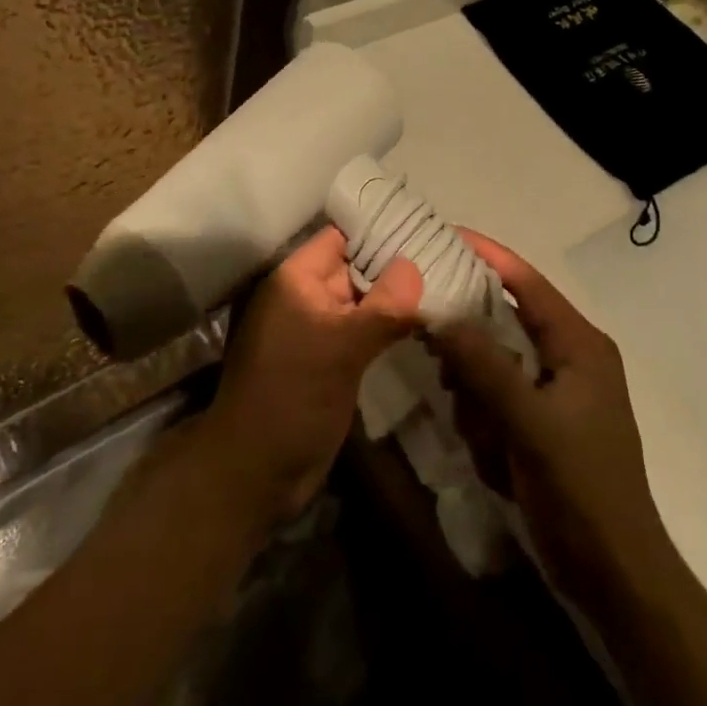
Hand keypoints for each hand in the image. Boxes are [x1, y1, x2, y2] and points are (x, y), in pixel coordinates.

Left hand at [196, 226, 423, 524]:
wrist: (256, 474)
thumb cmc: (291, 398)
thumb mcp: (340, 348)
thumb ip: (382, 307)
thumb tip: (416, 266)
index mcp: (296, 280)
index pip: (342, 238)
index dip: (380, 232)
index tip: (428, 231)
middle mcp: (305, 297)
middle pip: (356, 268)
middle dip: (396, 265)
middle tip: (450, 259)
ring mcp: (318, 330)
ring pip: (363, 302)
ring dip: (396, 299)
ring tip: (448, 287)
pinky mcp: (329, 360)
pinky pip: (362, 332)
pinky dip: (388, 326)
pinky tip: (426, 324)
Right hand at [429, 231, 675, 613]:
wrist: (616, 572)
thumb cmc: (580, 487)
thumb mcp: (529, 422)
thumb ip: (485, 365)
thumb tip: (442, 314)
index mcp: (580, 344)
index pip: (528, 283)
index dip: (489, 256)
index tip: (445, 235)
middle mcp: (571, 356)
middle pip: (509, 319)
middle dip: (472, 337)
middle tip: (430, 337)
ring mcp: (559, 390)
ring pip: (499, 362)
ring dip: (478, 388)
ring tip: (475, 423)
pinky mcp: (546, 421)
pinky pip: (502, 396)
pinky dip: (487, 414)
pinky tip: (487, 448)